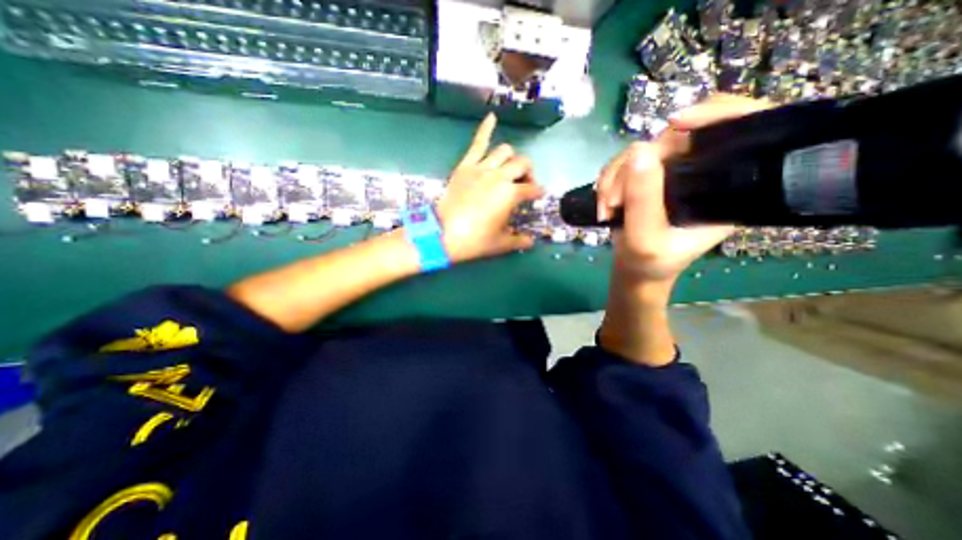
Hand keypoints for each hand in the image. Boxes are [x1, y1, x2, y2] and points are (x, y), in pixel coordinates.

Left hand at [438, 114, 542, 263]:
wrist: (444, 234)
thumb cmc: (475, 240)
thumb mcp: (501, 244)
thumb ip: (519, 240)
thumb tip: (531, 241)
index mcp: (511, 194)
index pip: (532, 189)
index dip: (537, 192)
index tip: (538, 196)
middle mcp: (500, 176)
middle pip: (522, 164)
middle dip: (528, 172)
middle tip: (524, 183)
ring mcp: (482, 168)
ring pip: (504, 151)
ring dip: (511, 158)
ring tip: (509, 167)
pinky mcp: (466, 166)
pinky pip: (477, 143)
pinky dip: (485, 128)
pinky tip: (492, 116)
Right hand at [599, 95, 770, 283]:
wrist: (635, 268)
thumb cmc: (650, 262)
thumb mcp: (645, 240)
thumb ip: (643, 200)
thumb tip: (638, 150)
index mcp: (726, 187)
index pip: (742, 127)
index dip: (716, 112)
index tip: (675, 123)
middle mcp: (702, 171)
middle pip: (676, 137)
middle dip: (636, 166)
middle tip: (615, 200)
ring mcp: (671, 172)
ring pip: (642, 150)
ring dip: (614, 177)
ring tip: (607, 208)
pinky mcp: (647, 176)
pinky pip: (623, 162)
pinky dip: (607, 180)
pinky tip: (604, 203)